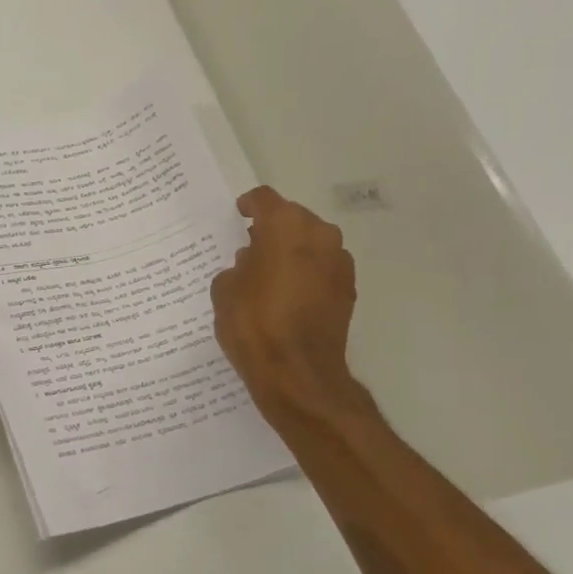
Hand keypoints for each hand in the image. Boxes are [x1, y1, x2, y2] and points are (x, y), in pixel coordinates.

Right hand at [211, 187, 370, 424]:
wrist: (297, 373)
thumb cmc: (253, 324)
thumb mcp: (225, 290)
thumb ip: (237, 267)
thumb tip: (252, 264)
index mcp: (285, 226)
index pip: (264, 200)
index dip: (248, 206)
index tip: (238, 215)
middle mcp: (319, 234)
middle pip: (292, 219)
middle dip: (272, 230)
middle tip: (250, 248)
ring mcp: (339, 262)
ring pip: (311, 244)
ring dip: (292, 252)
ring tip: (269, 274)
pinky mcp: (348, 290)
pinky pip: (322, 269)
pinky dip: (306, 274)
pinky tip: (288, 296)